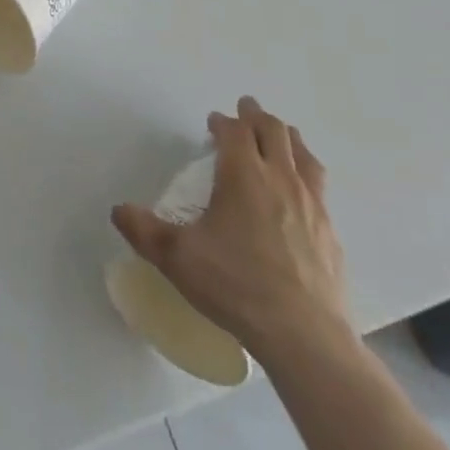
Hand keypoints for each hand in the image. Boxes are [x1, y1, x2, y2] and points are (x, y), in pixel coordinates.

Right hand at [113, 97, 350, 366]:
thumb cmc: (237, 286)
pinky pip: (320, 188)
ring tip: (280, 137)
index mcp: (243, 174)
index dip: (223, 122)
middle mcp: (280, 179)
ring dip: (288, 138)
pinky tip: (303, 193)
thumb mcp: (178, 258)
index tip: (213, 122)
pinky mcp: (331, 234)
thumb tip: (118, 210)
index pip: (235, 130)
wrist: (306, 339)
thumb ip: (144, 230)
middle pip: (273, 130)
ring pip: (303, 154)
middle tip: (246, 111)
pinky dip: (307, 175)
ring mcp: (312, 205)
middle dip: (256, 116)